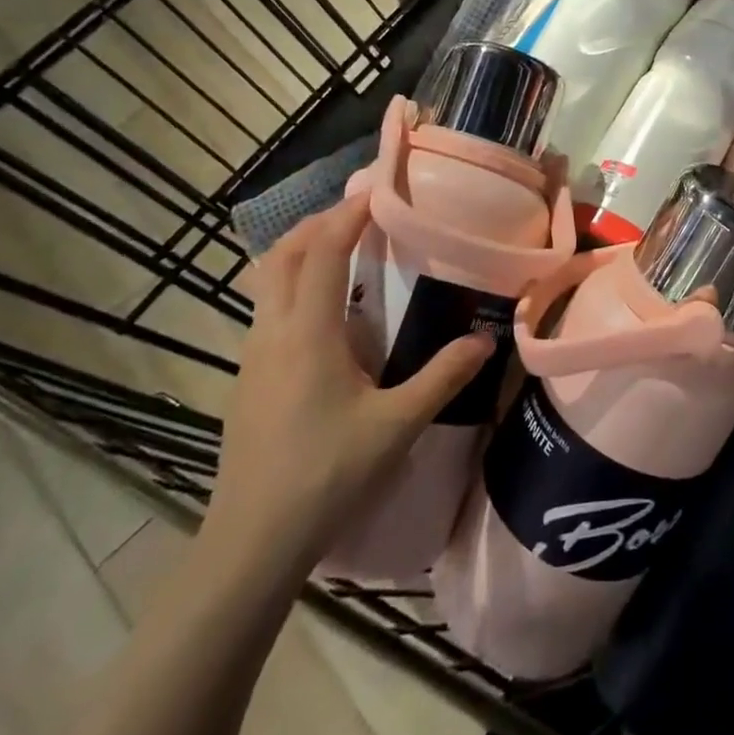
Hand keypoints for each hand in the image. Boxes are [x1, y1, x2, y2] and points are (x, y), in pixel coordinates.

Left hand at [208, 192, 493, 569]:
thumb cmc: (326, 476)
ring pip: (268, 281)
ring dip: (302, 251)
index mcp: (307, 334)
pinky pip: (268, 309)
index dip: (349, 214)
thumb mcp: (397, 425)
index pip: (322, 250)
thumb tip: (485, 339)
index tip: (380, 190)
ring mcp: (253, 357)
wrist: (252, 544)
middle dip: (319, 222)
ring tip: (345, 247)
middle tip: (362, 212)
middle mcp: (272, 333)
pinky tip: (327, 310)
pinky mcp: (248, 380)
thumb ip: (443, 376)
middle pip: (282, 254)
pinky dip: (294, 284)